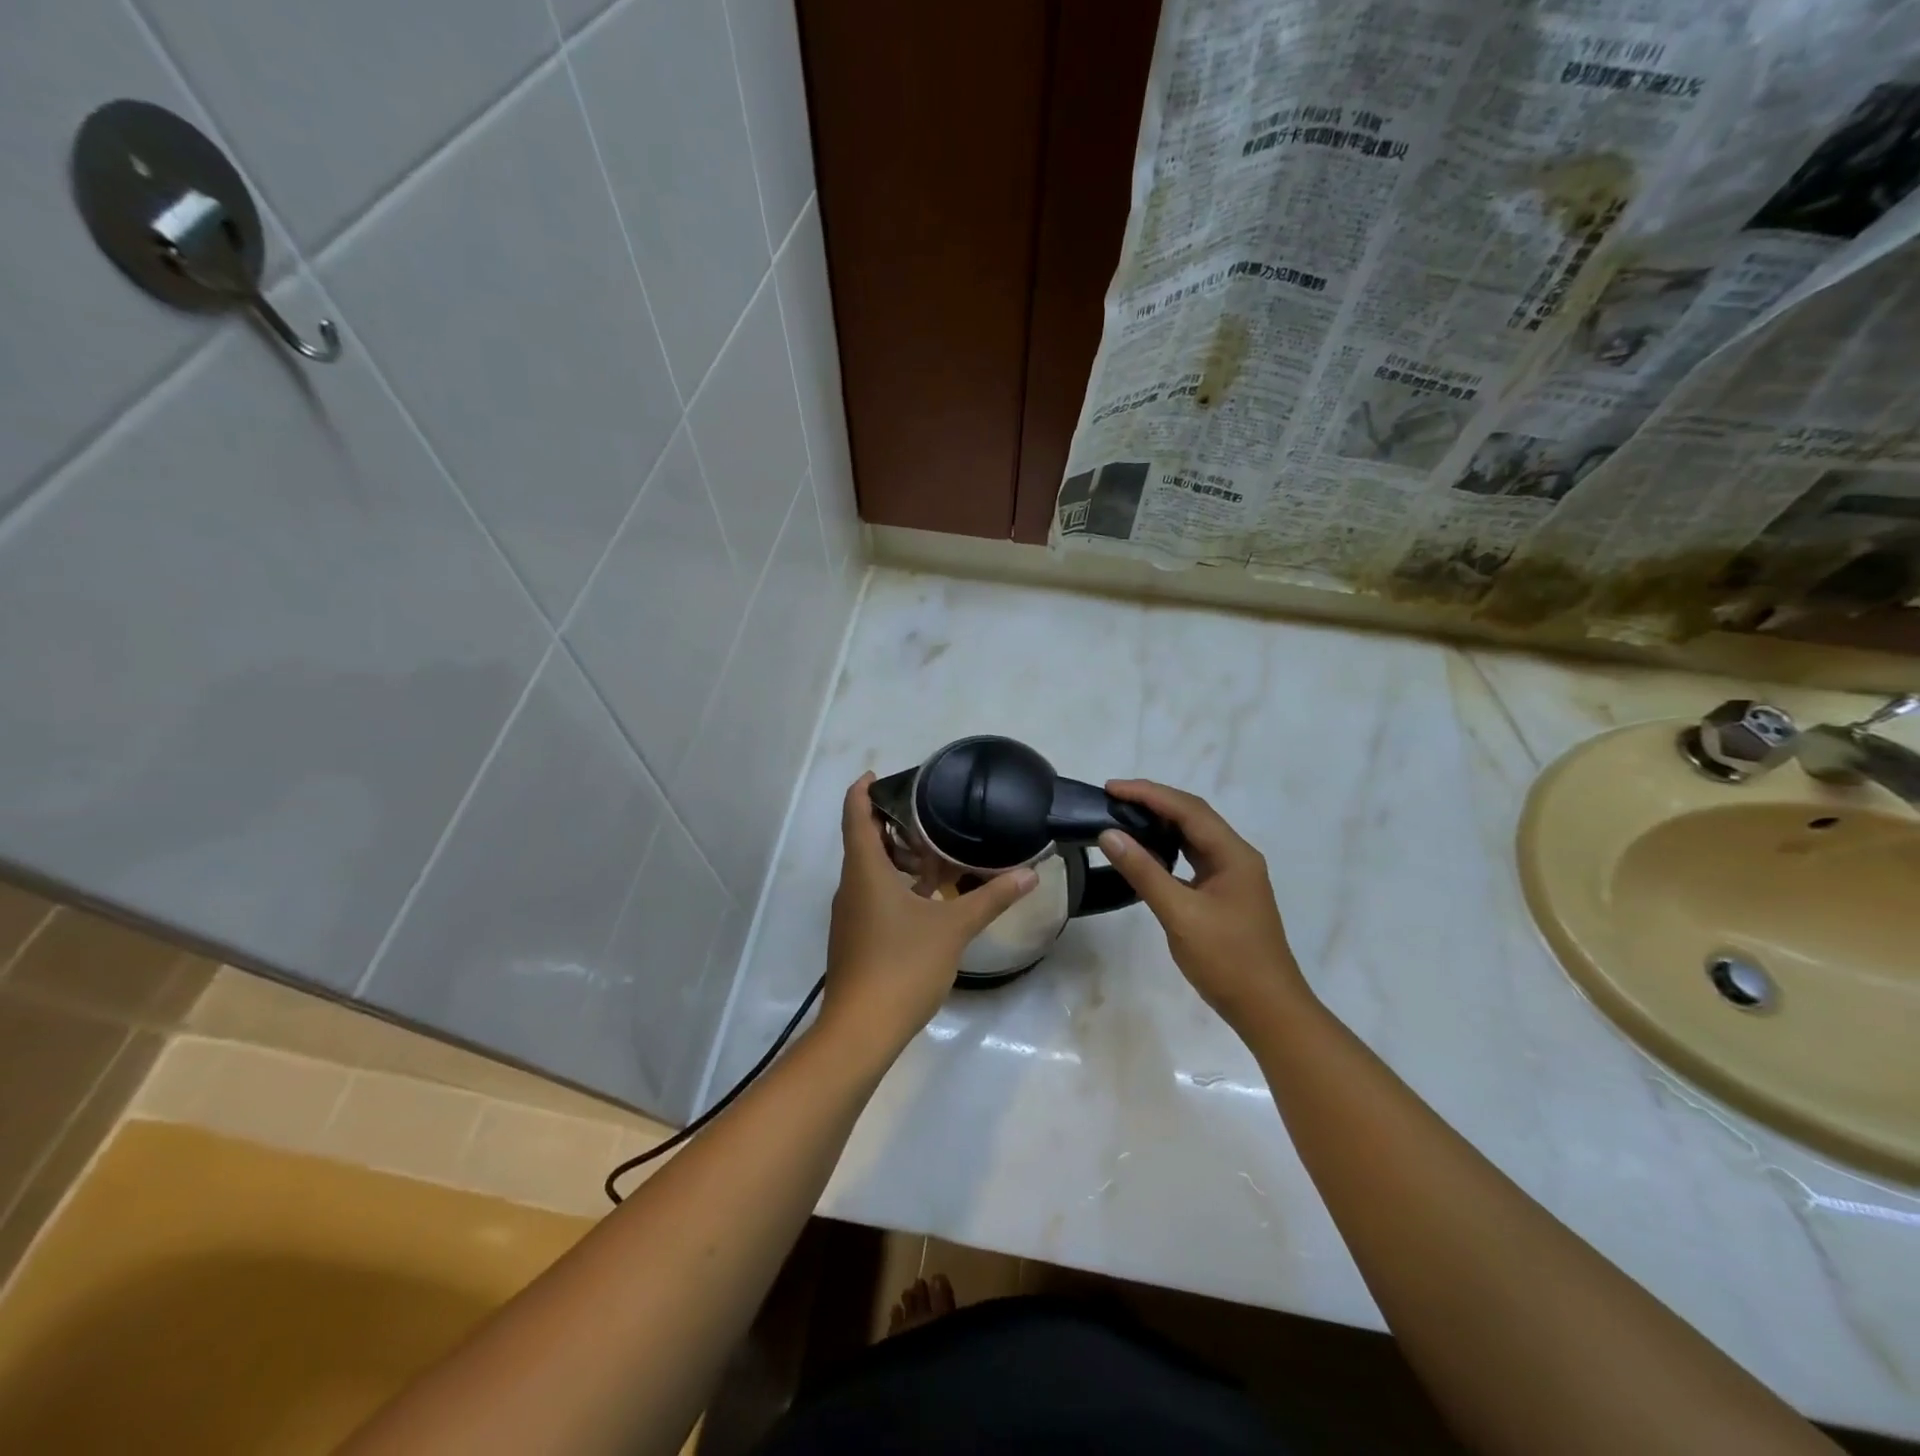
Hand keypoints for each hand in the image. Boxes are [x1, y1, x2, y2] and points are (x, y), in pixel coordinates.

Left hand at [817, 774, 1036, 1064]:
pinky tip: (928, 898)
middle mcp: (851, 886)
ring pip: (869, 871)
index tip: (880, 774)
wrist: (862, 1029)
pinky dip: (896, 885)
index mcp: (865, 871)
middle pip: (863, 841)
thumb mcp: (953, 928)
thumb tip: (1029, 873)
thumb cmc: (903, 966)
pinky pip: (872, 895)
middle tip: (929, 812)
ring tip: (936, 853)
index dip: (863, 790)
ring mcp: (850, 914)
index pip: (855, 816)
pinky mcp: (855, 937)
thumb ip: (991, 898)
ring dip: (897, 858)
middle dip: (892, 824)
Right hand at [1099, 780, 1309, 1027]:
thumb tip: (1109, 834)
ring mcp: (1232, 876)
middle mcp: (1236, 857)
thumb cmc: (1227, 960)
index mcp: (1233, 854)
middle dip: (1153, 802)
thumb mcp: (1180, 914)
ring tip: (1124, 817)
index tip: (1111, 788)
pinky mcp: (1224, 894)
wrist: (1268, 1010)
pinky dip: (1167, 848)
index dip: (1148, 794)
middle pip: (1193, 816)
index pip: (1187, 809)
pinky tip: (1146, 853)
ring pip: (1193, 836)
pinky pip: (1193, 858)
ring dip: (1160, 823)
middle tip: (1112, 798)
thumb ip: (1144, 872)